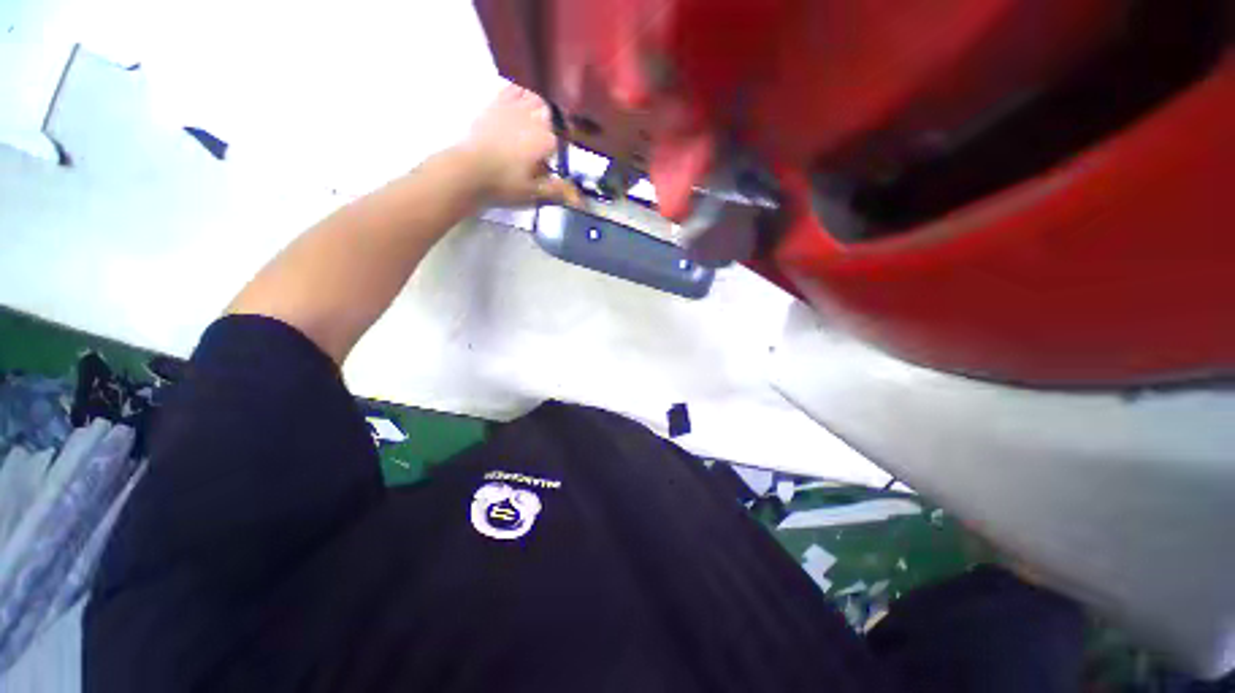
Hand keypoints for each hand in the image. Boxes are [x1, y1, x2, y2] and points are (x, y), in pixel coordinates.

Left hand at [456, 84, 580, 207]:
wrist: (468, 171)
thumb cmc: (504, 185)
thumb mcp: (534, 194)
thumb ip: (557, 190)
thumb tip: (580, 197)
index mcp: (546, 140)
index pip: (564, 135)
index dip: (564, 144)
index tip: (560, 155)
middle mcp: (533, 119)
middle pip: (551, 111)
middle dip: (553, 122)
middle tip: (548, 138)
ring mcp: (513, 108)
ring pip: (534, 96)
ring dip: (539, 106)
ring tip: (537, 119)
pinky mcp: (495, 105)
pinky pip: (512, 89)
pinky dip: (520, 92)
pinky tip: (520, 98)